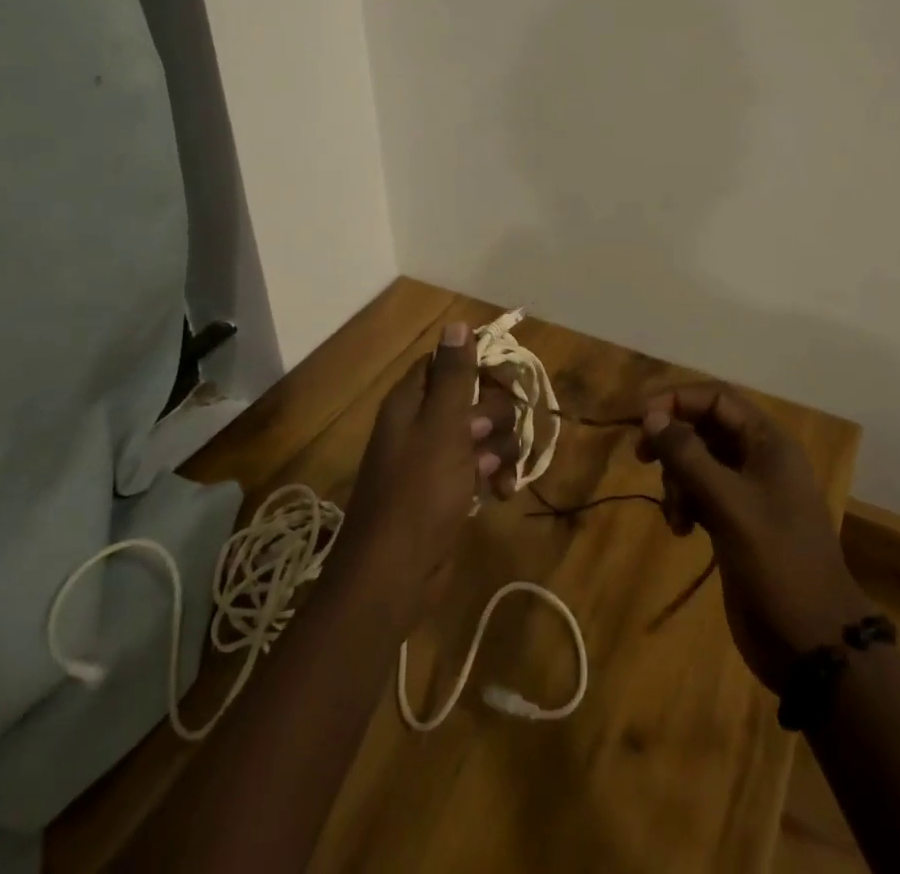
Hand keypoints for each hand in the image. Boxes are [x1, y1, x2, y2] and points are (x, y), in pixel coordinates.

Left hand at [333, 323, 518, 619]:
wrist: (392, 576)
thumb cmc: (418, 494)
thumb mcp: (442, 427)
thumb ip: (454, 376)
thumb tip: (456, 323)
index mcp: (411, 402)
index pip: (449, 363)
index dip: (479, 367)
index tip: (506, 382)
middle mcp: (420, 424)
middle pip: (472, 398)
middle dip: (495, 416)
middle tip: (495, 437)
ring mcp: (433, 460)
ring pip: (481, 434)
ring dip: (500, 450)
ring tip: (500, 475)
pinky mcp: (445, 492)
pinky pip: (478, 468)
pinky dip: (493, 477)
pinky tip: (501, 494)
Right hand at [637, 385, 871, 692]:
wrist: (812, 642)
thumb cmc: (776, 561)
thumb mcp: (729, 503)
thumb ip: (688, 455)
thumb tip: (651, 416)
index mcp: (768, 442)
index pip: (716, 398)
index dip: (677, 400)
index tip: (641, 420)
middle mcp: (758, 459)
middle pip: (704, 427)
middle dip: (673, 441)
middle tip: (642, 458)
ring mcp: (748, 492)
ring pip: (698, 462)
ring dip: (677, 479)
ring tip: (676, 513)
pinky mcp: (737, 522)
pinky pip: (700, 493)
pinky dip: (685, 503)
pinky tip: (681, 529)